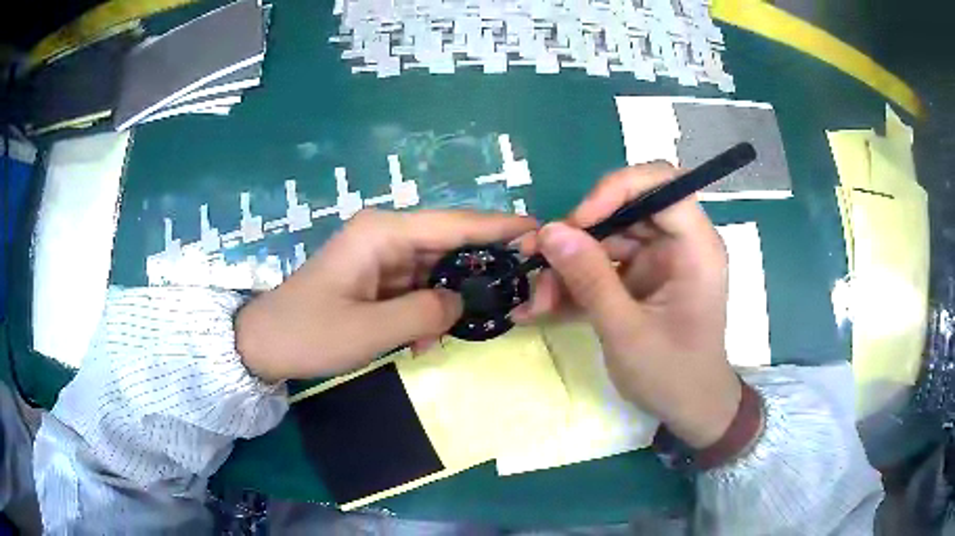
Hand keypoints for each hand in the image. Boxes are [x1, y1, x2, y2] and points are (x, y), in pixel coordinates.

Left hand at [236, 209, 536, 382]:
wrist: (264, 344)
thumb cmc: (310, 333)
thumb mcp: (372, 330)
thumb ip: (426, 314)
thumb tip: (463, 303)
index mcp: (383, 232)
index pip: (456, 223)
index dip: (500, 227)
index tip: (540, 232)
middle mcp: (386, 234)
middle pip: (449, 244)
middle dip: (481, 272)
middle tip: (518, 295)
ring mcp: (380, 256)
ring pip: (435, 270)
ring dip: (448, 302)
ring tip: (458, 334)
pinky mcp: (375, 277)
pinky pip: (416, 288)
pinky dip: (426, 312)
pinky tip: (422, 342)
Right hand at [515, 162, 740, 448]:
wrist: (689, 410)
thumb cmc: (673, 375)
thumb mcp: (627, 332)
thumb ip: (590, 280)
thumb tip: (550, 231)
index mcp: (695, 248)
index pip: (662, 185)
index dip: (617, 189)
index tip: (578, 220)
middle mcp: (677, 245)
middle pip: (624, 211)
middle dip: (577, 235)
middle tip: (534, 258)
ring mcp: (657, 262)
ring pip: (605, 241)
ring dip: (567, 268)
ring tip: (535, 302)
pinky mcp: (639, 281)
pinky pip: (601, 267)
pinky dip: (573, 286)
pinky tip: (542, 309)